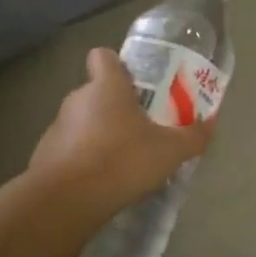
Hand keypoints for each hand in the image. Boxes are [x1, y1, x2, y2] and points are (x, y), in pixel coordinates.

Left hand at [28, 49, 214, 222]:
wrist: (66, 200)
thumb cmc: (121, 160)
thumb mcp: (169, 151)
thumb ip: (192, 136)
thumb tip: (210, 123)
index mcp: (106, 87)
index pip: (103, 56)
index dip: (117, 65)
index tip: (135, 83)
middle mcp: (77, 99)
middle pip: (96, 91)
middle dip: (115, 106)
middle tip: (140, 127)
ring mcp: (56, 127)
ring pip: (82, 121)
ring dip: (98, 134)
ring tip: (122, 160)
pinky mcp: (45, 155)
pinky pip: (70, 148)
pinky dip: (83, 159)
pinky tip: (101, 181)